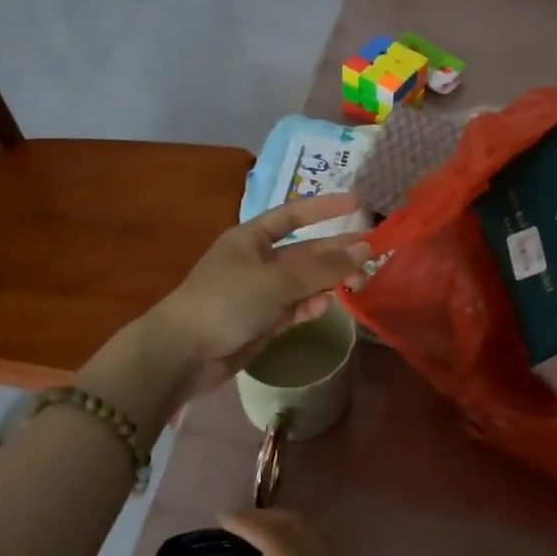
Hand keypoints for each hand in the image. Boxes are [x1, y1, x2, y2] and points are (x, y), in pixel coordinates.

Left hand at [146, 195, 371, 399]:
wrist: (183, 354)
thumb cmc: (226, 302)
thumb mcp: (277, 280)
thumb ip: (322, 267)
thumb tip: (363, 249)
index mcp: (250, 239)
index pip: (293, 215)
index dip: (324, 208)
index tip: (357, 202)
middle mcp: (256, 262)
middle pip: (303, 252)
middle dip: (335, 252)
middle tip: (373, 252)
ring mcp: (259, 294)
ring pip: (302, 282)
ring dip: (328, 282)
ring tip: (359, 282)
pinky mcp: (261, 323)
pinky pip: (293, 308)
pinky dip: (309, 307)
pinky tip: (325, 306)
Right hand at [200, 511, 453, 555]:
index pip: (281, 544)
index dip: (251, 523)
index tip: (223, 518)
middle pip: (302, 529)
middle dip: (268, 518)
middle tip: (235, 527)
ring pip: (322, 538)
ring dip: (290, 530)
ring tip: (259, 544)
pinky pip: (336, 555)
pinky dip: (310, 547)